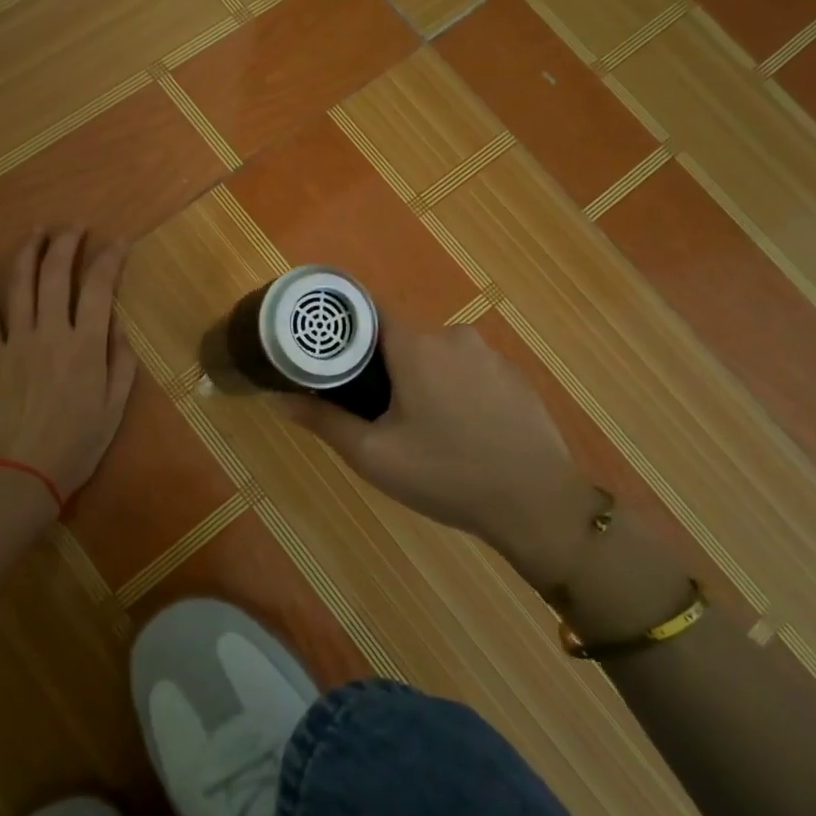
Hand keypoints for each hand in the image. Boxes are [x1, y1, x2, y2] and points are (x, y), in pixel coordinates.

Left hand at [0, 228, 138, 503]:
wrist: (19, 475)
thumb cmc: (75, 447)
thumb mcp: (113, 409)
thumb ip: (120, 363)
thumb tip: (116, 327)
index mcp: (85, 346)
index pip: (99, 288)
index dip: (109, 259)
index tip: (119, 243)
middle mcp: (50, 333)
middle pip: (56, 275)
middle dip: (67, 243)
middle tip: (75, 227)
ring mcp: (15, 342)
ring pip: (20, 285)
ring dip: (29, 253)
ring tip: (37, 231)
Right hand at [278, 316, 595, 583]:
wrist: (538, 504)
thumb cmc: (447, 475)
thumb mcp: (374, 455)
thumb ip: (323, 420)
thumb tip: (277, 398)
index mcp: (417, 345)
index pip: (366, 311)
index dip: (340, 328)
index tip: (322, 353)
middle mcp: (454, 335)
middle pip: (399, 336)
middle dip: (378, 364)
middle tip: (366, 407)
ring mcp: (490, 354)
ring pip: (433, 354)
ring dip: (415, 378)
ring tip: (411, 425)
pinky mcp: (512, 375)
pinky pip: (465, 369)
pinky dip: (449, 387)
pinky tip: (454, 429)